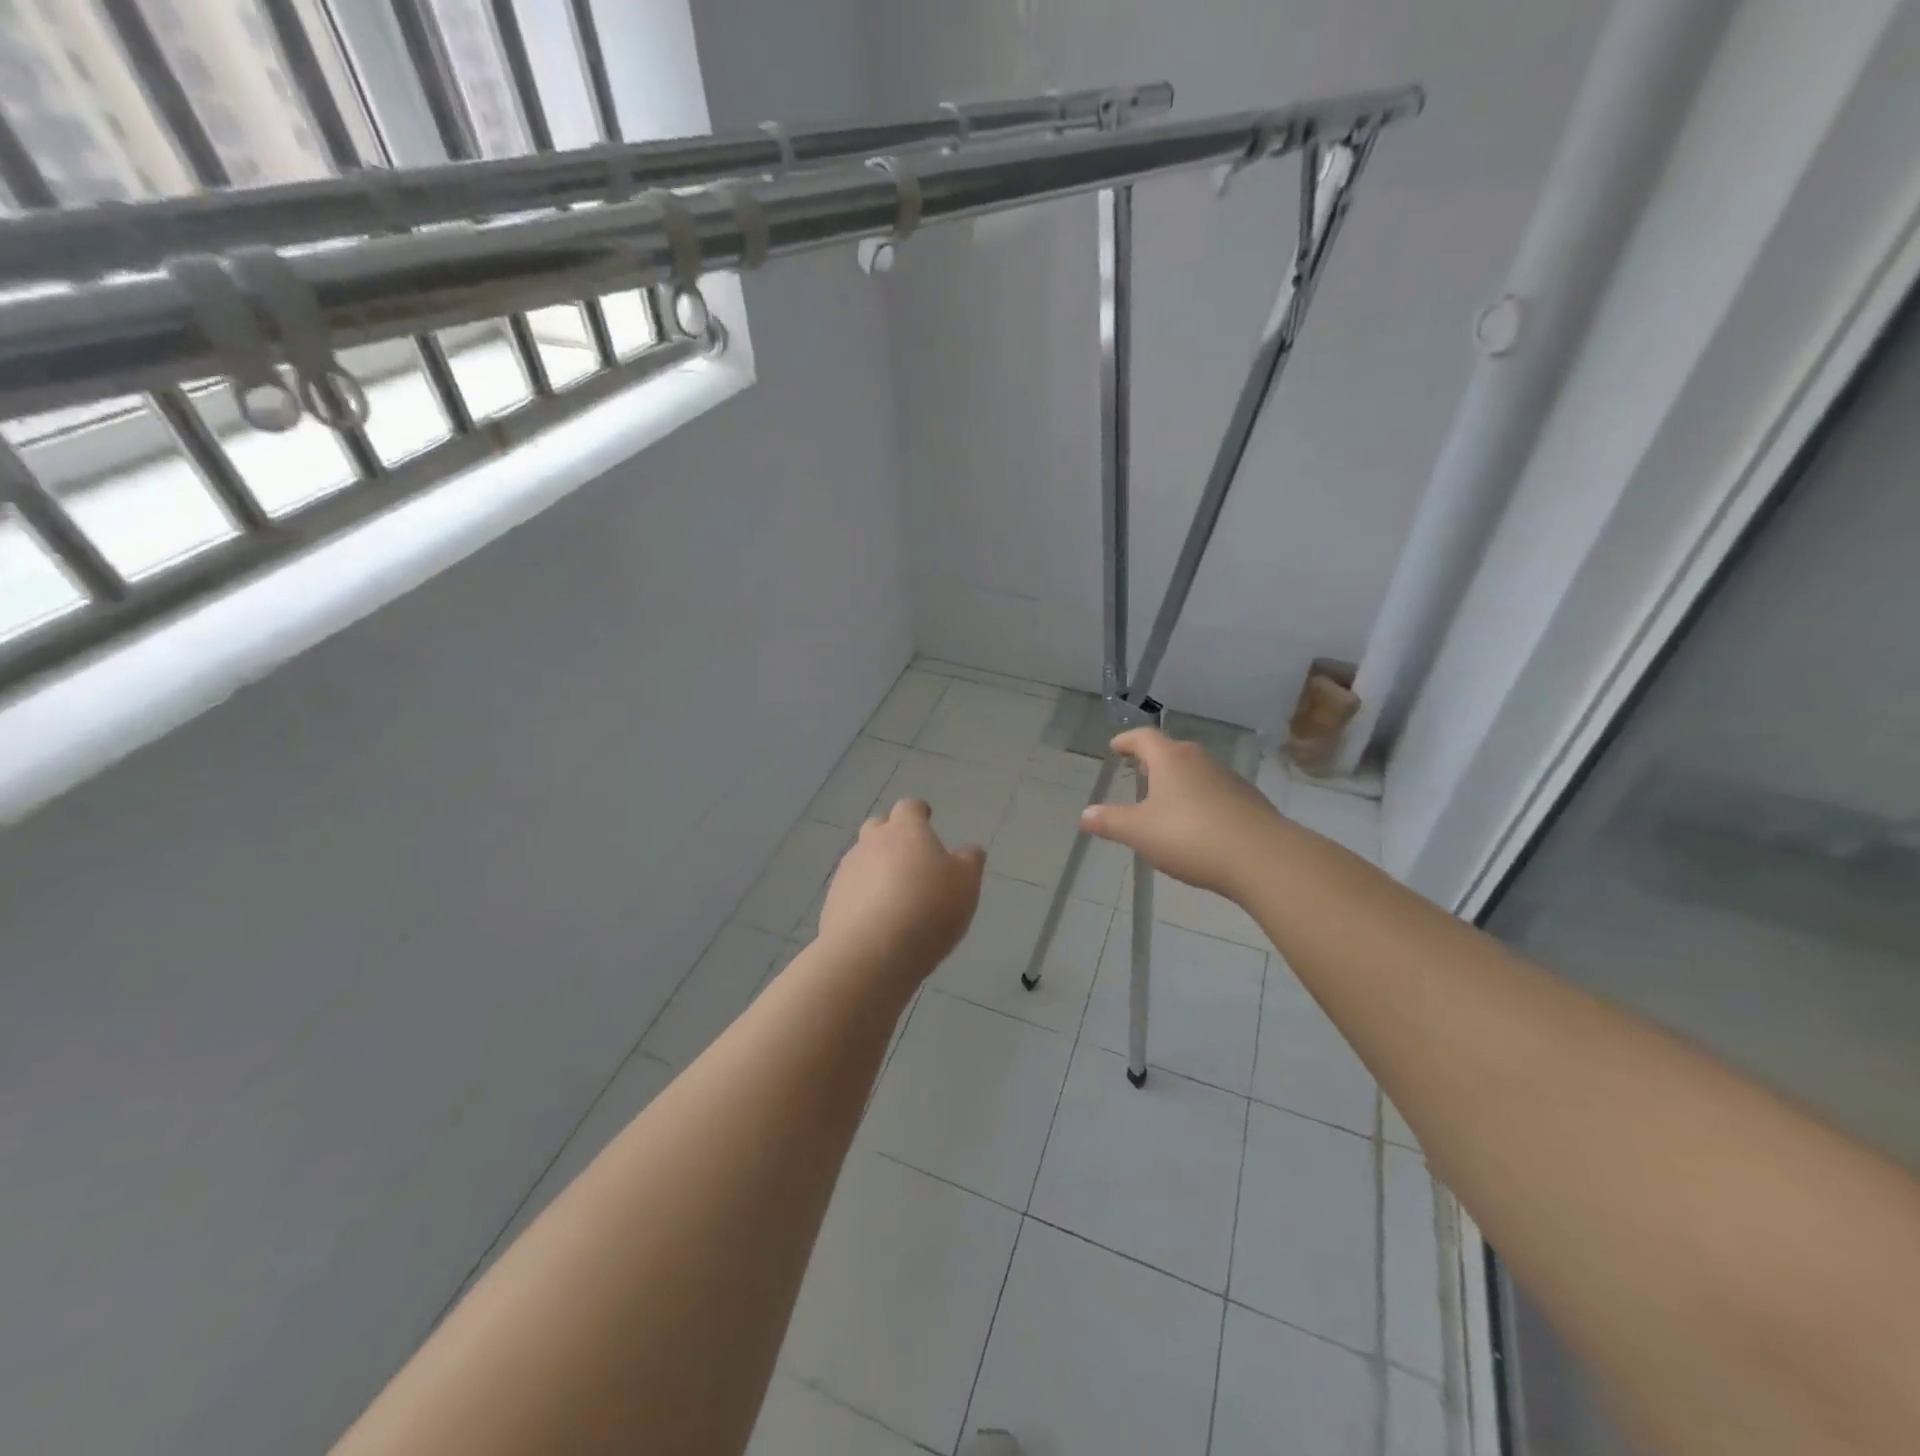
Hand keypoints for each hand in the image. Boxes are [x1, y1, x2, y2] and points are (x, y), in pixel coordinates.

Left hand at [818, 799, 985, 984]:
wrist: (871, 953)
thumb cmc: (928, 909)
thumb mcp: (966, 884)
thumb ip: (969, 862)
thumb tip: (968, 851)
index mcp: (905, 831)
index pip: (909, 807)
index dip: (918, 812)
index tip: (926, 818)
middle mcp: (871, 843)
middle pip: (877, 827)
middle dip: (891, 835)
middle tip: (909, 857)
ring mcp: (847, 872)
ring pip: (862, 859)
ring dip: (876, 868)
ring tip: (895, 895)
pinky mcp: (832, 902)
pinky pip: (852, 890)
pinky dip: (864, 897)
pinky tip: (878, 920)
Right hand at [1081, 728, 1283, 902]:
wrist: (1261, 858)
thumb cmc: (1190, 836)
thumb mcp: (1139, 832)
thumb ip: (1110, 822)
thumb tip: (1085, 815)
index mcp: (1170, 759)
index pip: (1144, 738)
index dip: (1127, 741)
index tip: (1116, 747)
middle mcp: (1200, 760)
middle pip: (1172, 751)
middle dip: (1153, 761)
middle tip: (1138, 772)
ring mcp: (1228, 779)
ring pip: (1195, 771)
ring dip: (1178, 781)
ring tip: (1165, 801)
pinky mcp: (1248, 801)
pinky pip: (1214, 792)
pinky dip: (1199, 800)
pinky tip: (1196, 824)